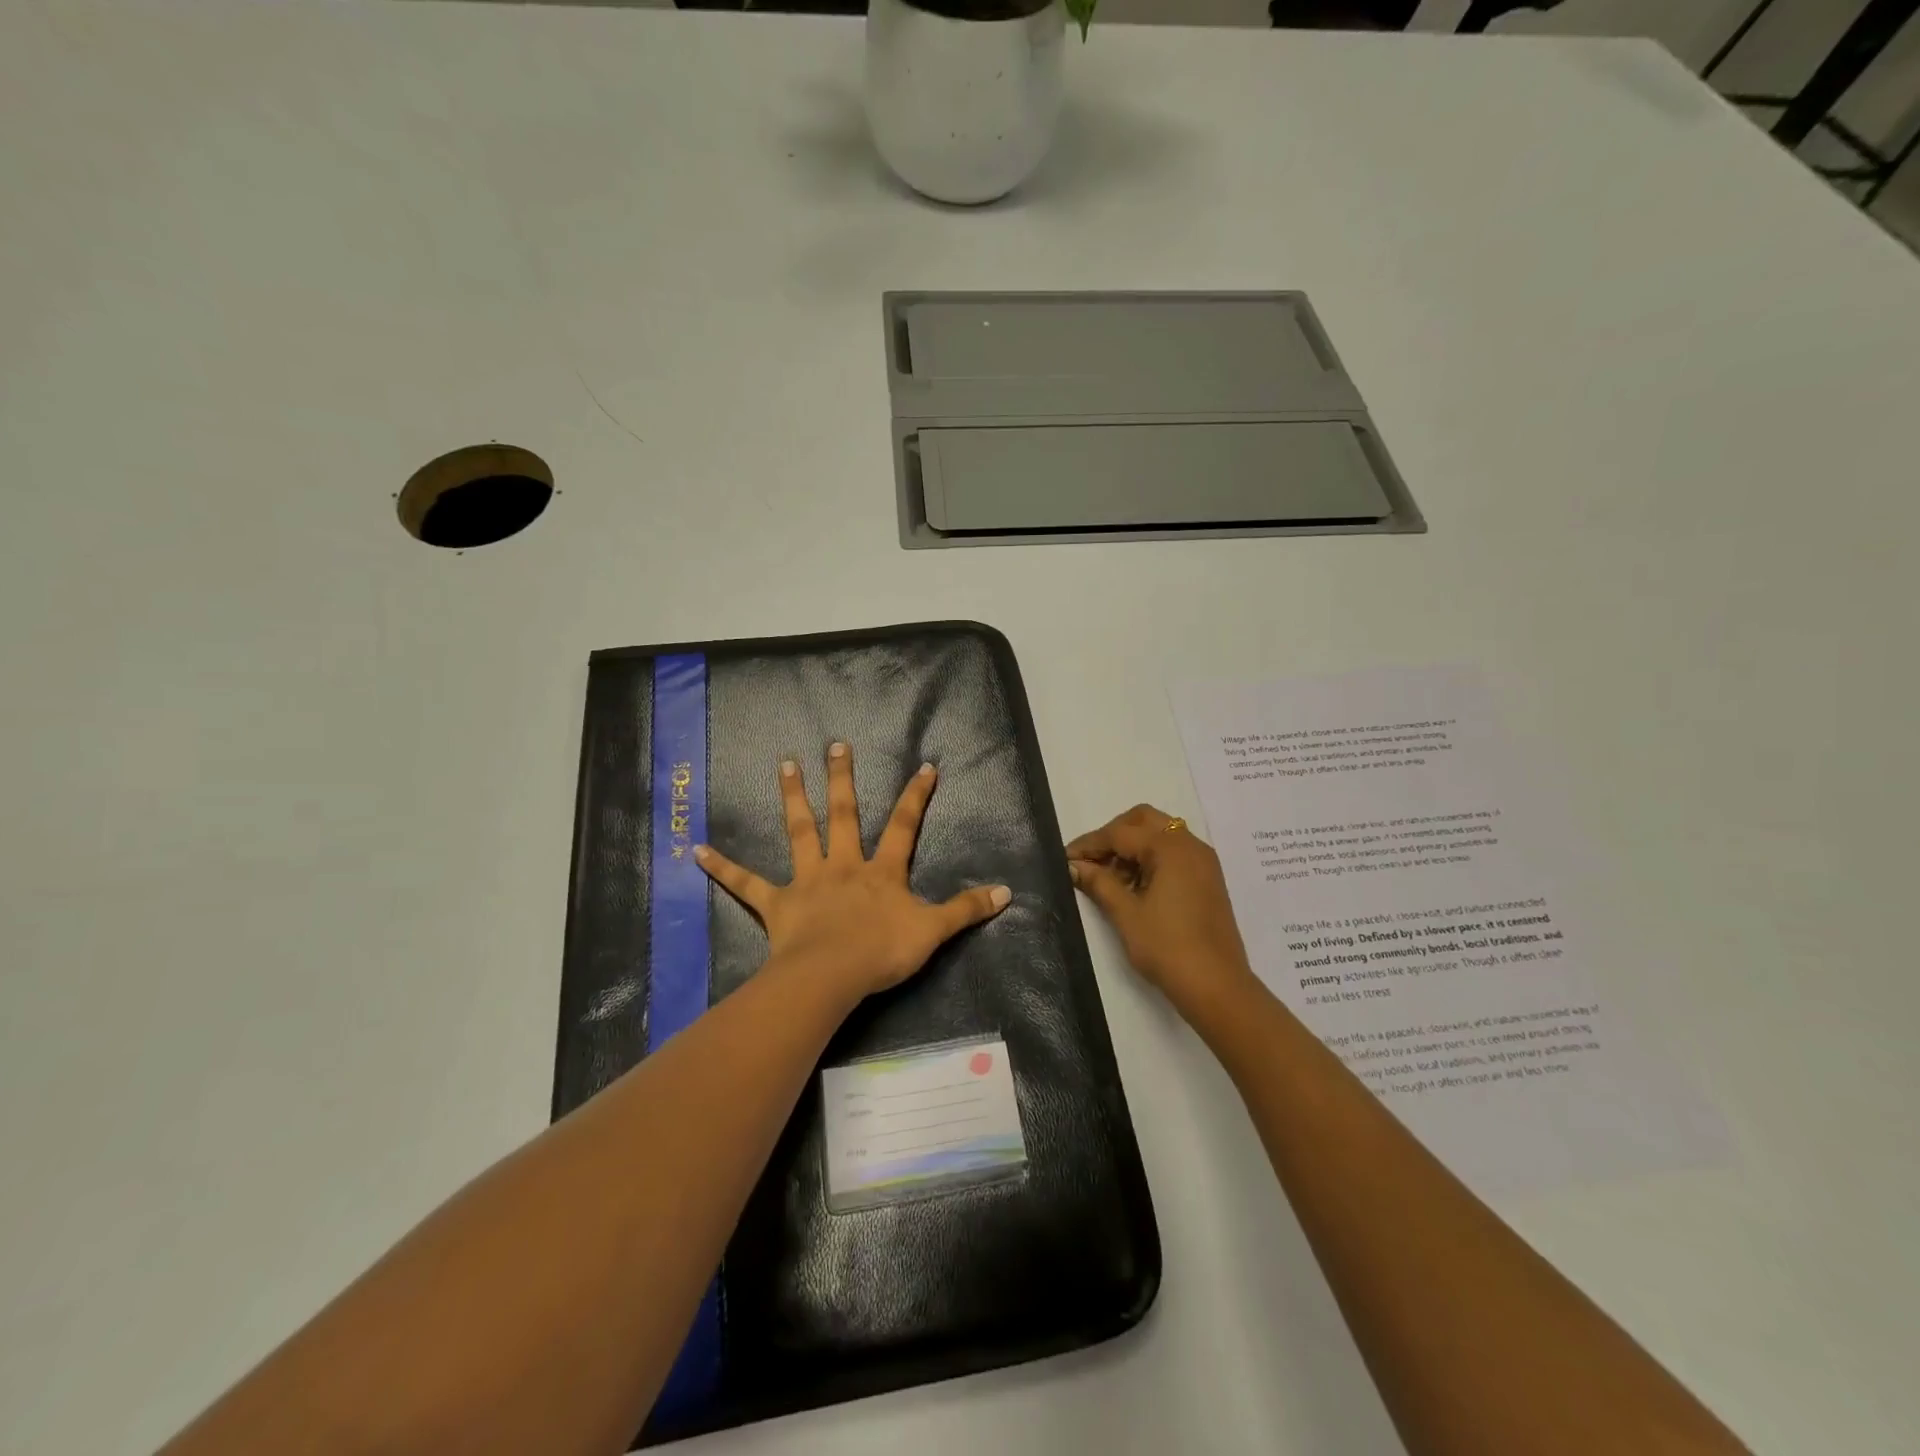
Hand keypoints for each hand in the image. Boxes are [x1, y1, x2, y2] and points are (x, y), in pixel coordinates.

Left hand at [695, 743, 1011, 1001]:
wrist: (832, 975)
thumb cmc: (882, 952)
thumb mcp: (933, 931)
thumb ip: (967, 910)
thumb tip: (1008, 893)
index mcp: (880, 871)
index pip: (903, 826)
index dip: (916, 797)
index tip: (924, 766)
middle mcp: (843, 866)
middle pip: (843, 815)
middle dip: (842, 778)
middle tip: (835, 744)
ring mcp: (808, 881)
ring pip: (799, 832)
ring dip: (792, 797)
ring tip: (784, 765)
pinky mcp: (777, 904)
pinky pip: (747, 883)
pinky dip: (724, 867)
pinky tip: (697, 851)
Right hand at [1067, 804, 1258, 1018]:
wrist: (1217, 987)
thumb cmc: (1168, 948)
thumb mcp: (1126, 914)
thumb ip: (1099, 883)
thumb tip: (1074, 865)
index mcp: (1171, 848)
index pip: (1120, 833)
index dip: (1090, 844)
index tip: (1065, 858)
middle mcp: (1190, 845)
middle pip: (1144, 821)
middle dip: (1113, 835)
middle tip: (1090, 861)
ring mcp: (1203, 862)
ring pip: (1160, 835)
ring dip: (1132, 847)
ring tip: (1108, 878)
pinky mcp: (1207, 880)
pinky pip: (1174, 853)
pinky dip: (1150, 859)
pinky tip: (1133, 886)